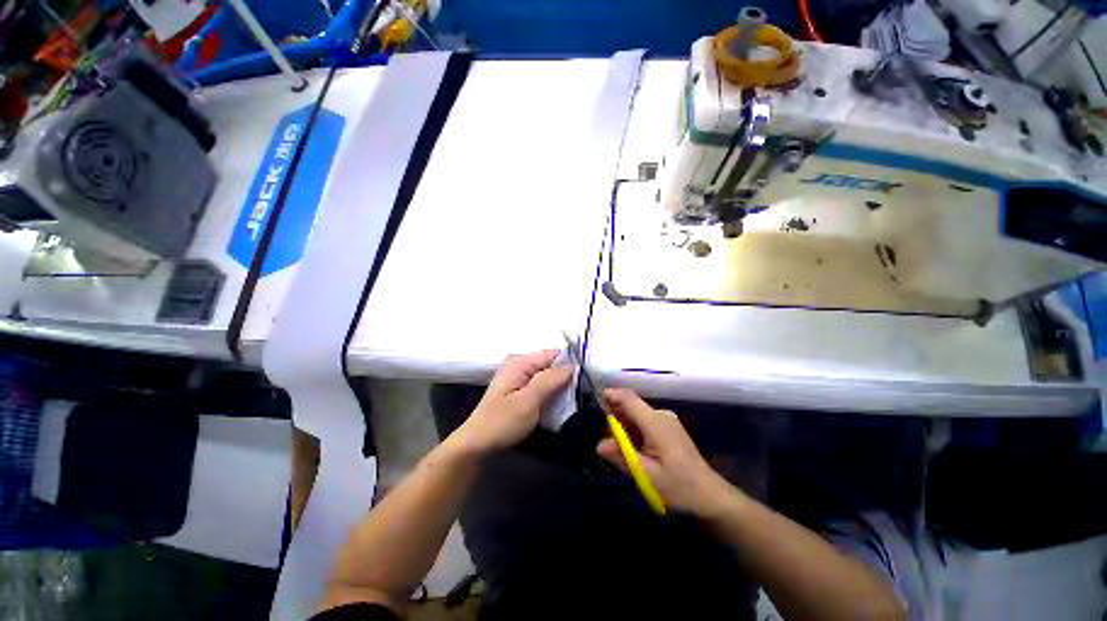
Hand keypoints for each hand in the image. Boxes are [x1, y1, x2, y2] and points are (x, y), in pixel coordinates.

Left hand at [452, 350, 572, 454]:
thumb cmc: (502, 421)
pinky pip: (541, 388)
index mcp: (520, 361)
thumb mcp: (529, 400)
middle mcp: (520, 365)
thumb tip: (572, 364)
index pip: (553, 354)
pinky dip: (549, 395)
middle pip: (550, 366)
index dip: (569, 365)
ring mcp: (518, 379)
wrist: (477, 445)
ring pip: (547, 378)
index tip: (584, 381)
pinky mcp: (519, 392)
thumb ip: (551, 379)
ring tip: (572, 403)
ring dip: (558, 389)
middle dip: (565, 378)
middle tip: (579, 396)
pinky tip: (557, 407)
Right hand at [597, 388, 732, 515]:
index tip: (593, 401)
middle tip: (604, 438)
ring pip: (636, 414)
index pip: (628, 398)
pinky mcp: (668, 428)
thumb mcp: (647, 476)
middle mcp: (660, 415)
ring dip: (624, 425)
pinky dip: (633, 430)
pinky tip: (632, 449)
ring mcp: (666, 421)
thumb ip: (622, 457)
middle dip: (614, 416)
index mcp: (655, 422)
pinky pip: (645, 421)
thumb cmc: (679, 487)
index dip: (610, 395)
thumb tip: (598, 444)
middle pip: (631, 405)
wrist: (711, 496)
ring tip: (617, 448)